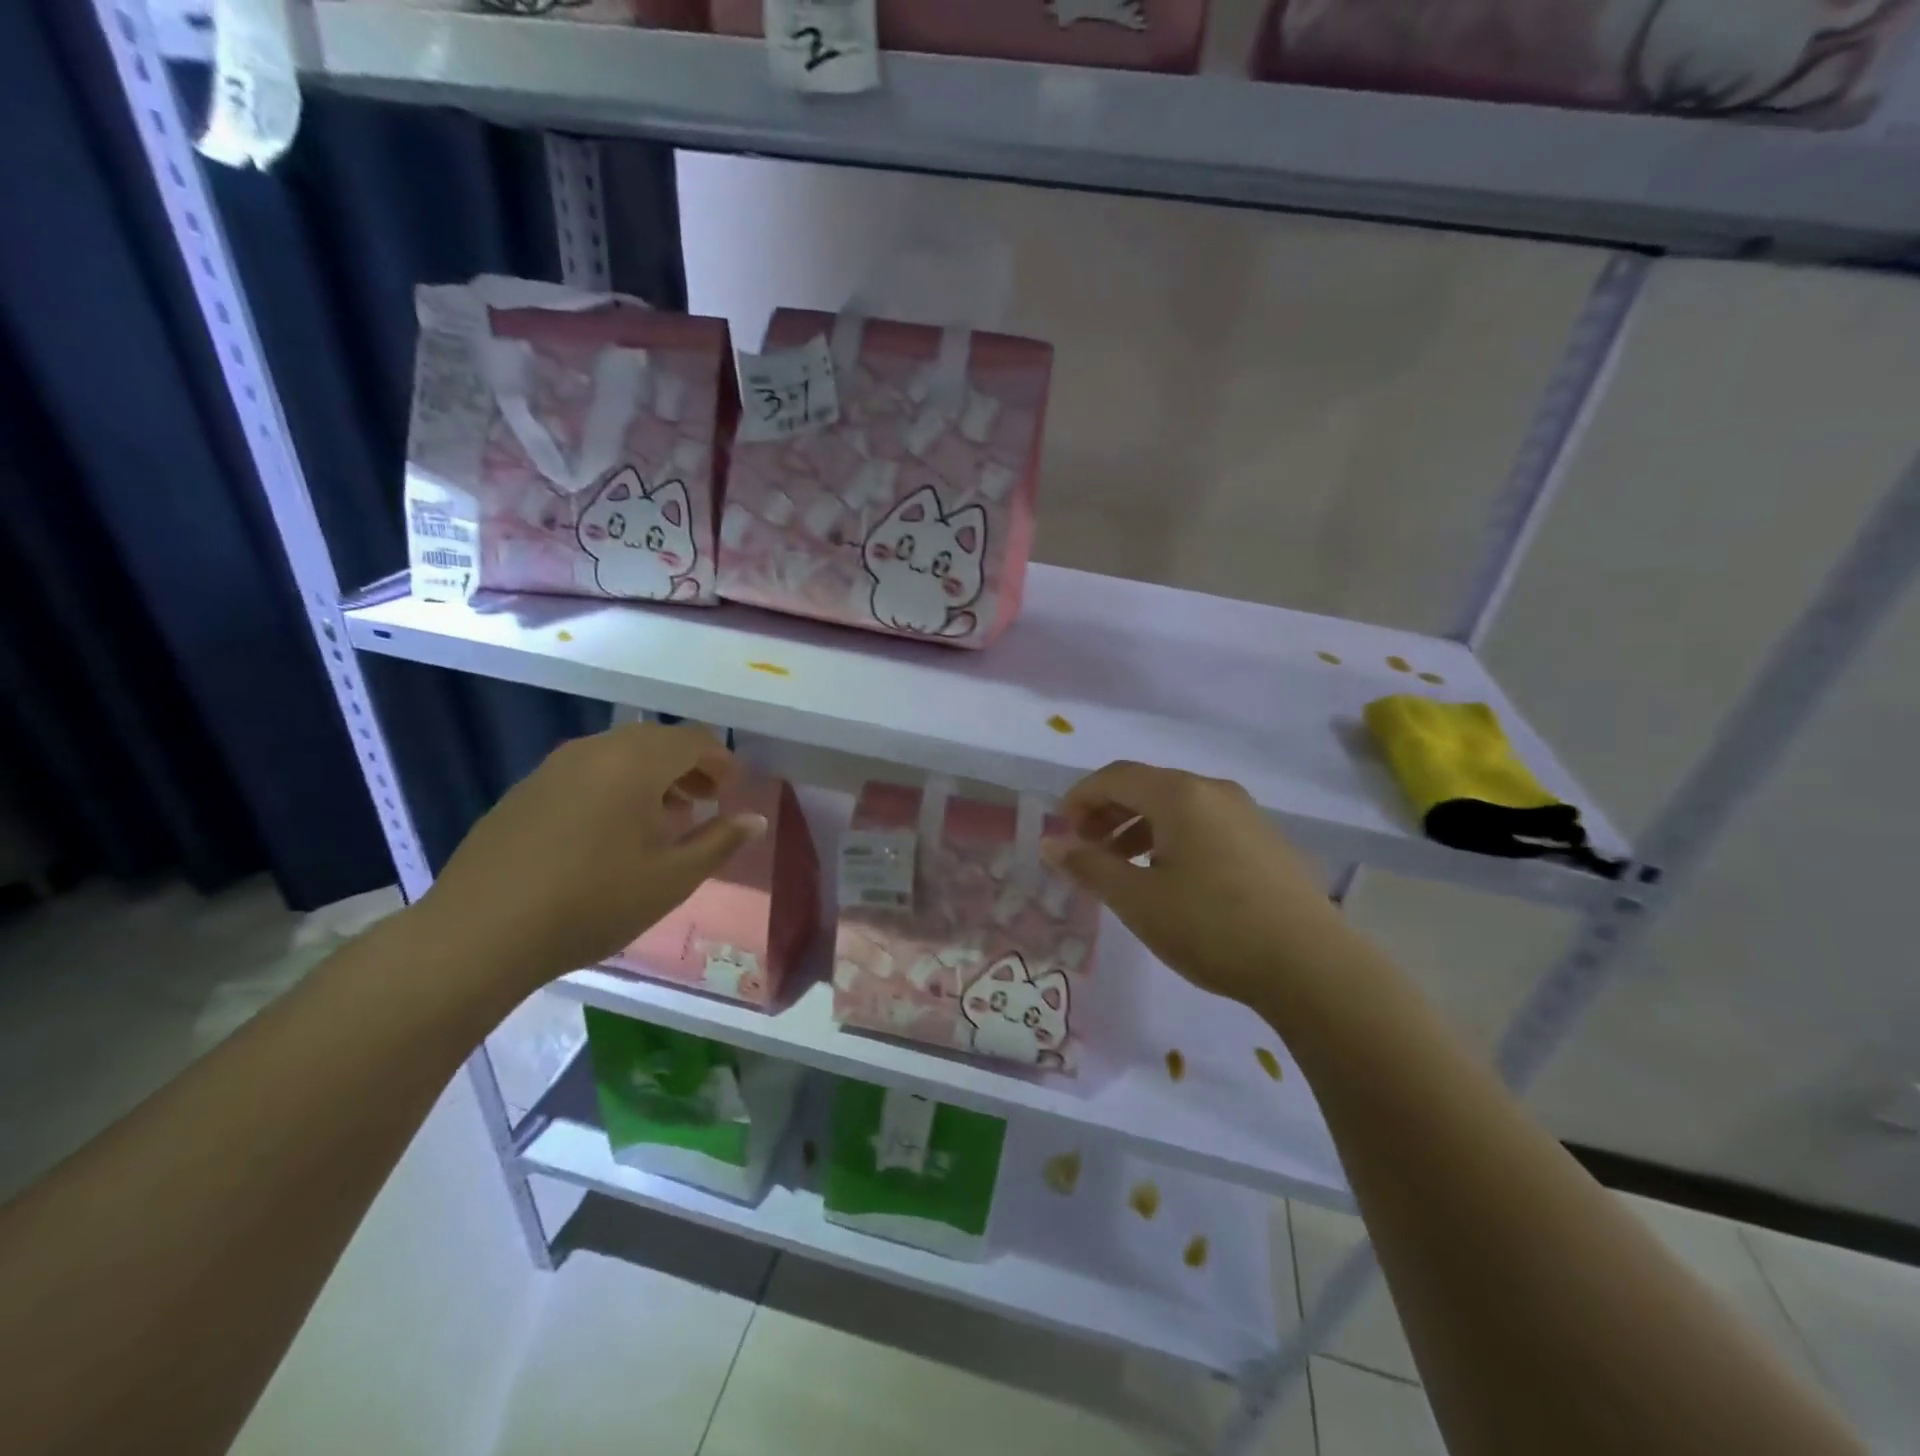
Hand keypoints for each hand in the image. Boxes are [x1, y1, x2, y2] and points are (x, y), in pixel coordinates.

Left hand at [414, 723, 766, 995]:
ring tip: (662, 819)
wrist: (480, 934)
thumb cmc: (592, 903)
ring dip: (651, 776)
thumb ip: (719, 842)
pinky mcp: (524, 791)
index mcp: (635, 763)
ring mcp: (553, 768)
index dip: (720, 762)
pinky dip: (614, 786)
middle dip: (688, 766)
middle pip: (655, 741)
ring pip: (618, 754)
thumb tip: (754, 819)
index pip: (693, 740)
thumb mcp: (671, 879)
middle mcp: (594, 751)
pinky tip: (610, 832)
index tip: (732, 791)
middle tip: (705, 804)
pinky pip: (585, 772)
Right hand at [1042, 761, 1350, 1010]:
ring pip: (1175, 805)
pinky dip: (1170, 837)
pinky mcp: (1264, 839)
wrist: (1311, 966)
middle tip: (1086, 850)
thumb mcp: (1137, 899)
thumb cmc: (1212, 927)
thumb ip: (1089, 866)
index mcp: (1180, 794)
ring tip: (1121, 866)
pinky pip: (1203, 823)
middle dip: (1107, 813)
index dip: (1080, 797)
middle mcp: (1213, 791)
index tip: (1061, 832)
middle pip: (1145, 786)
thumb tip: (1051, 845)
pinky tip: (1168, 877)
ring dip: (1137, 827)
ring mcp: (1245, 813)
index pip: (1114, 776)